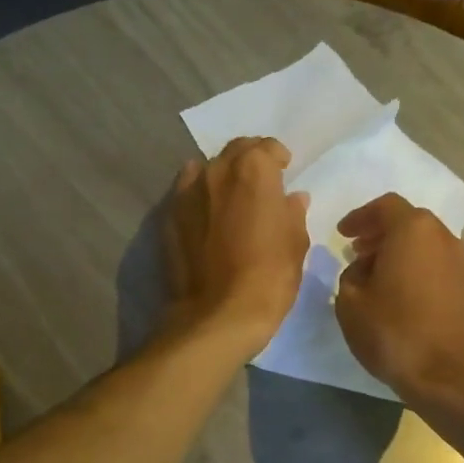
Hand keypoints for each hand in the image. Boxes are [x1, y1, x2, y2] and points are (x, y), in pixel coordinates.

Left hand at [163, 138, 310, 357]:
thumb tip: (291, 199)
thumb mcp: (295, 243)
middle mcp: (216, 170)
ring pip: (206, 170)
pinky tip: (207, 217)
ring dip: (221, 177)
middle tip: (259, 184)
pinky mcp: (168, 217)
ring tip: (230, 200)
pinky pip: (186, 194)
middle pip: (234, 152)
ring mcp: (187, 192)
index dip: (278, 160)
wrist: (218, 314)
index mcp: (253, 169)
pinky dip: (199, 197)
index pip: (267, 148)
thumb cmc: (269, 277)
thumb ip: (292, 213)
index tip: (284, 173)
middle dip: (249, 161)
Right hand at [334, 194, 463, 400]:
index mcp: (412, 230)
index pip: (385, 206)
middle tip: (357, 252)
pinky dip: (414, 268)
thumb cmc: (394, 332)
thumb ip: (350, 276)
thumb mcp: (350, 303)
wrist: (448, 374)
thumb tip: (363, 269)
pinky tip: (398, 294)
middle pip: (408, 222)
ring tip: (375, 276)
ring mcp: (461, 261)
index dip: (360, 217)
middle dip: (380, 233)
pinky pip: (435, 264)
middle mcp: (442, 236)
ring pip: (424, 244)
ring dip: (398, 252)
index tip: (342, 234)